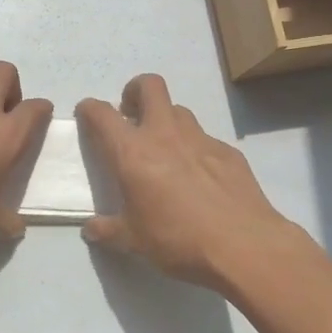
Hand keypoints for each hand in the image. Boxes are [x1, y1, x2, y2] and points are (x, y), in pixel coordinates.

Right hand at [76, 74, 299, 290]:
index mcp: (133, 153)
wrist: (244, 246)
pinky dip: (194, 148)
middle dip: (134, 91)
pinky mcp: (228, 152)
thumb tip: (91, 230)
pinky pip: (204, 139)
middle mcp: (165, 134)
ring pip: (179, 110)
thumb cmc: (178, 240)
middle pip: (149, 86)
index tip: (87, 114)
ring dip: (165, 119)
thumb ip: (108, 230)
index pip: (102, 114)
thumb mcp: (134, 241)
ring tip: (164, 149)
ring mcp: (200, 139)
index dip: (89, 108)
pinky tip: (199, 177)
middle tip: (130, 114)